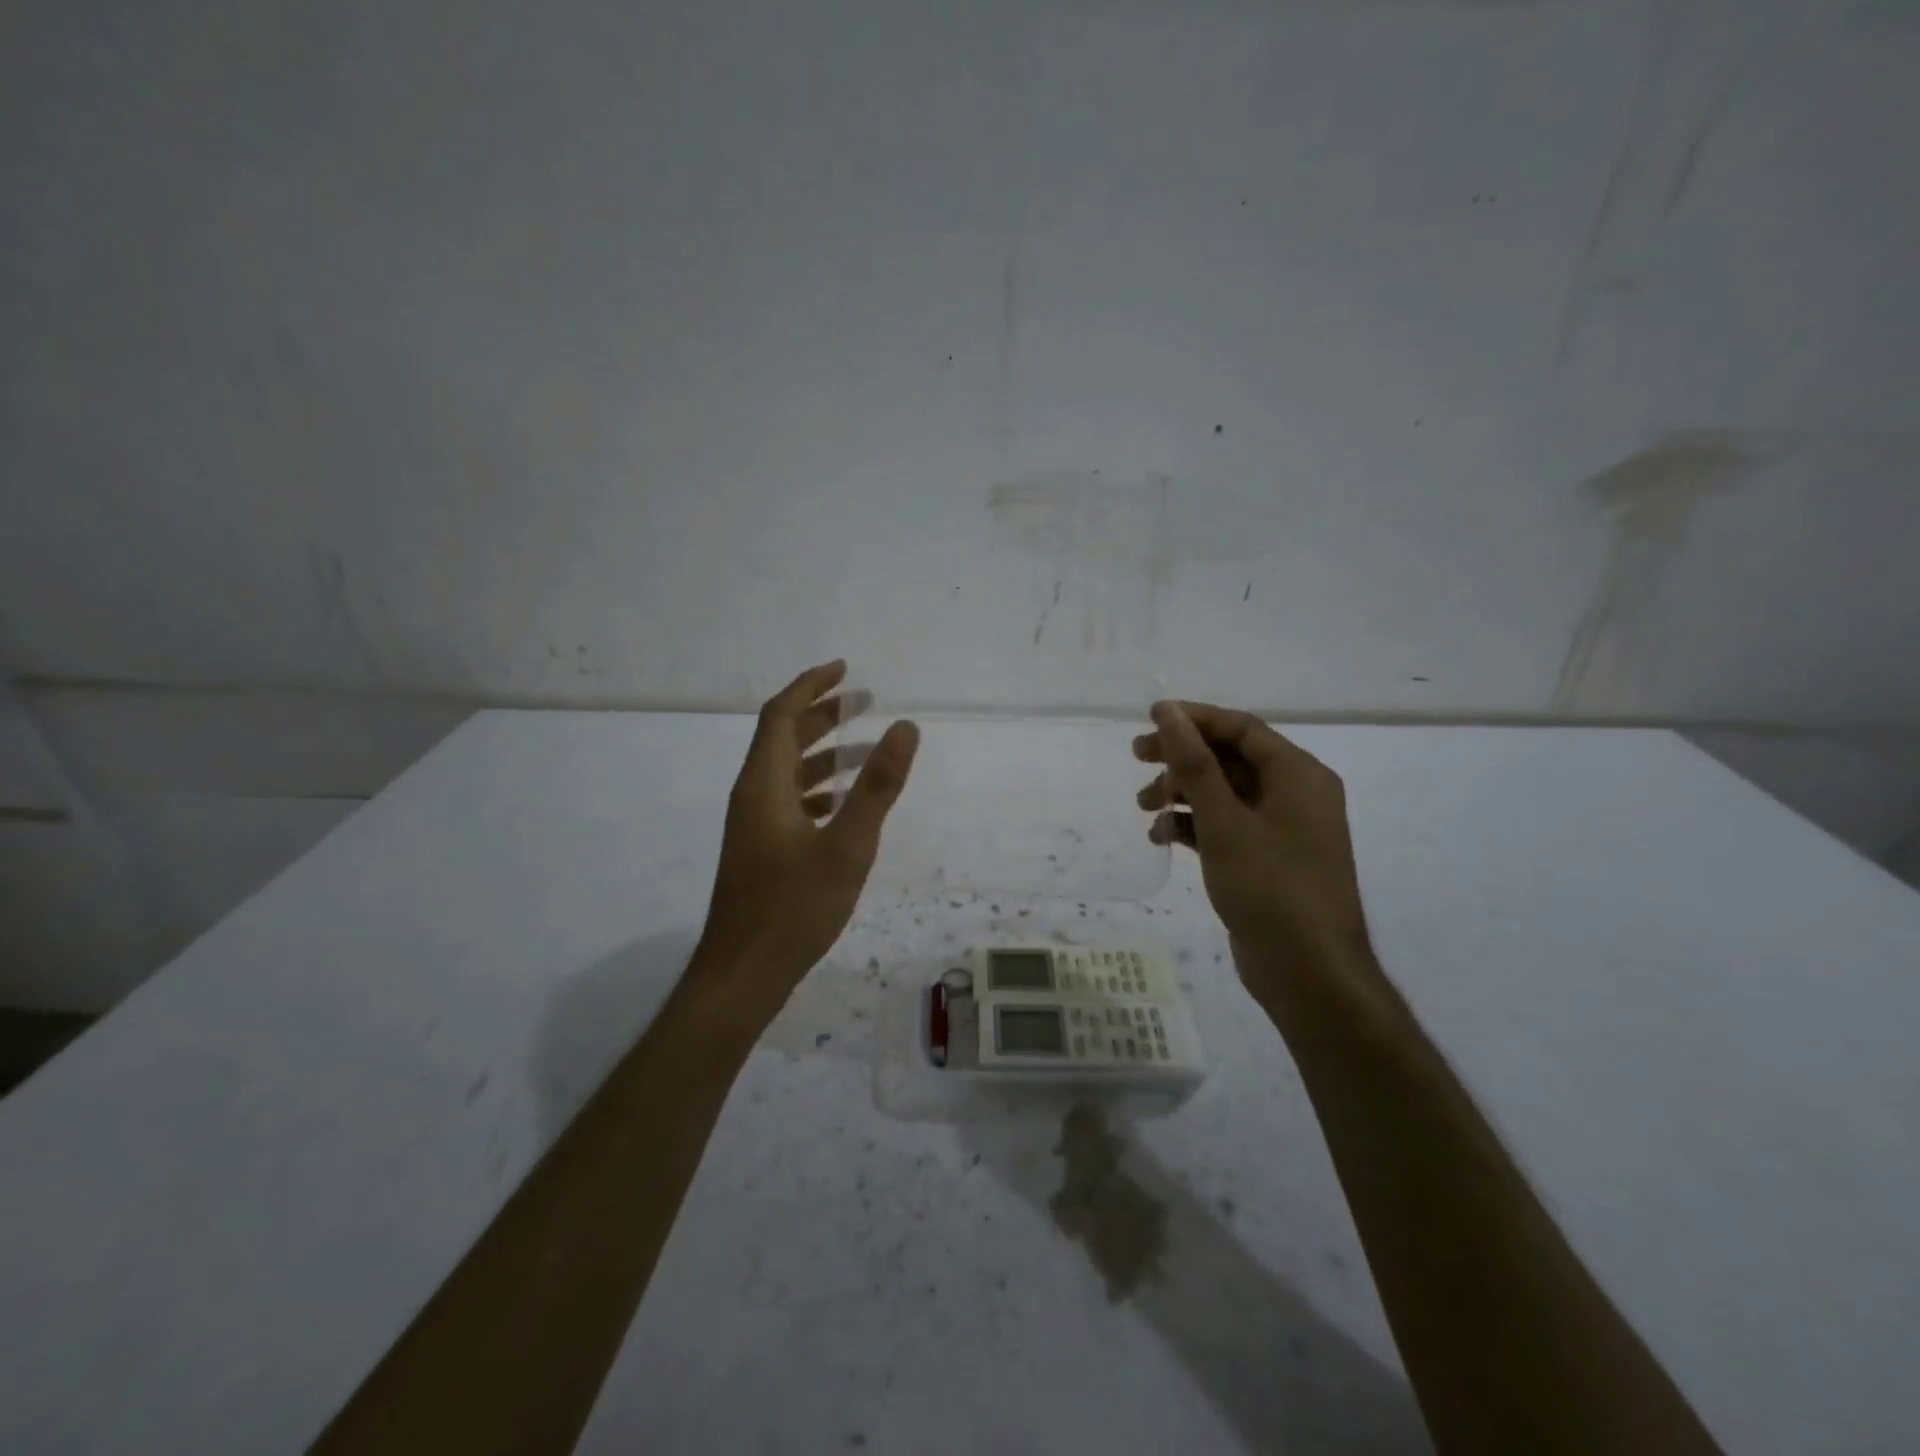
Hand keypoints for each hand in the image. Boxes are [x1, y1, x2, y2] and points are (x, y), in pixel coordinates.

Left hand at [699, 660, 918, 1013]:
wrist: (743, 974)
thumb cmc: (794, 908)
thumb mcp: (847, 846)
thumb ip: (877, 786)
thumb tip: (905, 727)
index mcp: (763, 784)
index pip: (780, 715)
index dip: (811, 686)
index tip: (844, 669)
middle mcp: (752, 796)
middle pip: (783, 738)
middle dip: (822, 714)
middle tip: (864, 701)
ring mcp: (754, 825)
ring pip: (788, 772)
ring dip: (824, 753)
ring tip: (867, 749)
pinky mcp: (761, 850)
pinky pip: (790, 801)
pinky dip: (818, 788)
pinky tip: (843, 803)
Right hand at [1134, 701, 1370, 993]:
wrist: (1309, 974)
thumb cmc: (1270, 887)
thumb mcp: (1224, 821)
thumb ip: (1194, 763)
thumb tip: (1167, 711)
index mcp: (1298, 775)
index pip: (1241, 728)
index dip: (1193, 719)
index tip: (1148, 720)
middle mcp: (1294, 795)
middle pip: (1230, 759)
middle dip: (1182, 758)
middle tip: (1136, 758)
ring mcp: (1281, 830)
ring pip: (1224, 794)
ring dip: (1182, 794)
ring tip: (1143, 807)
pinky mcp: (1265, 860)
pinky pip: (1225, 827)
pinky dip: (1193, 826)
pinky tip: (1161, 837)